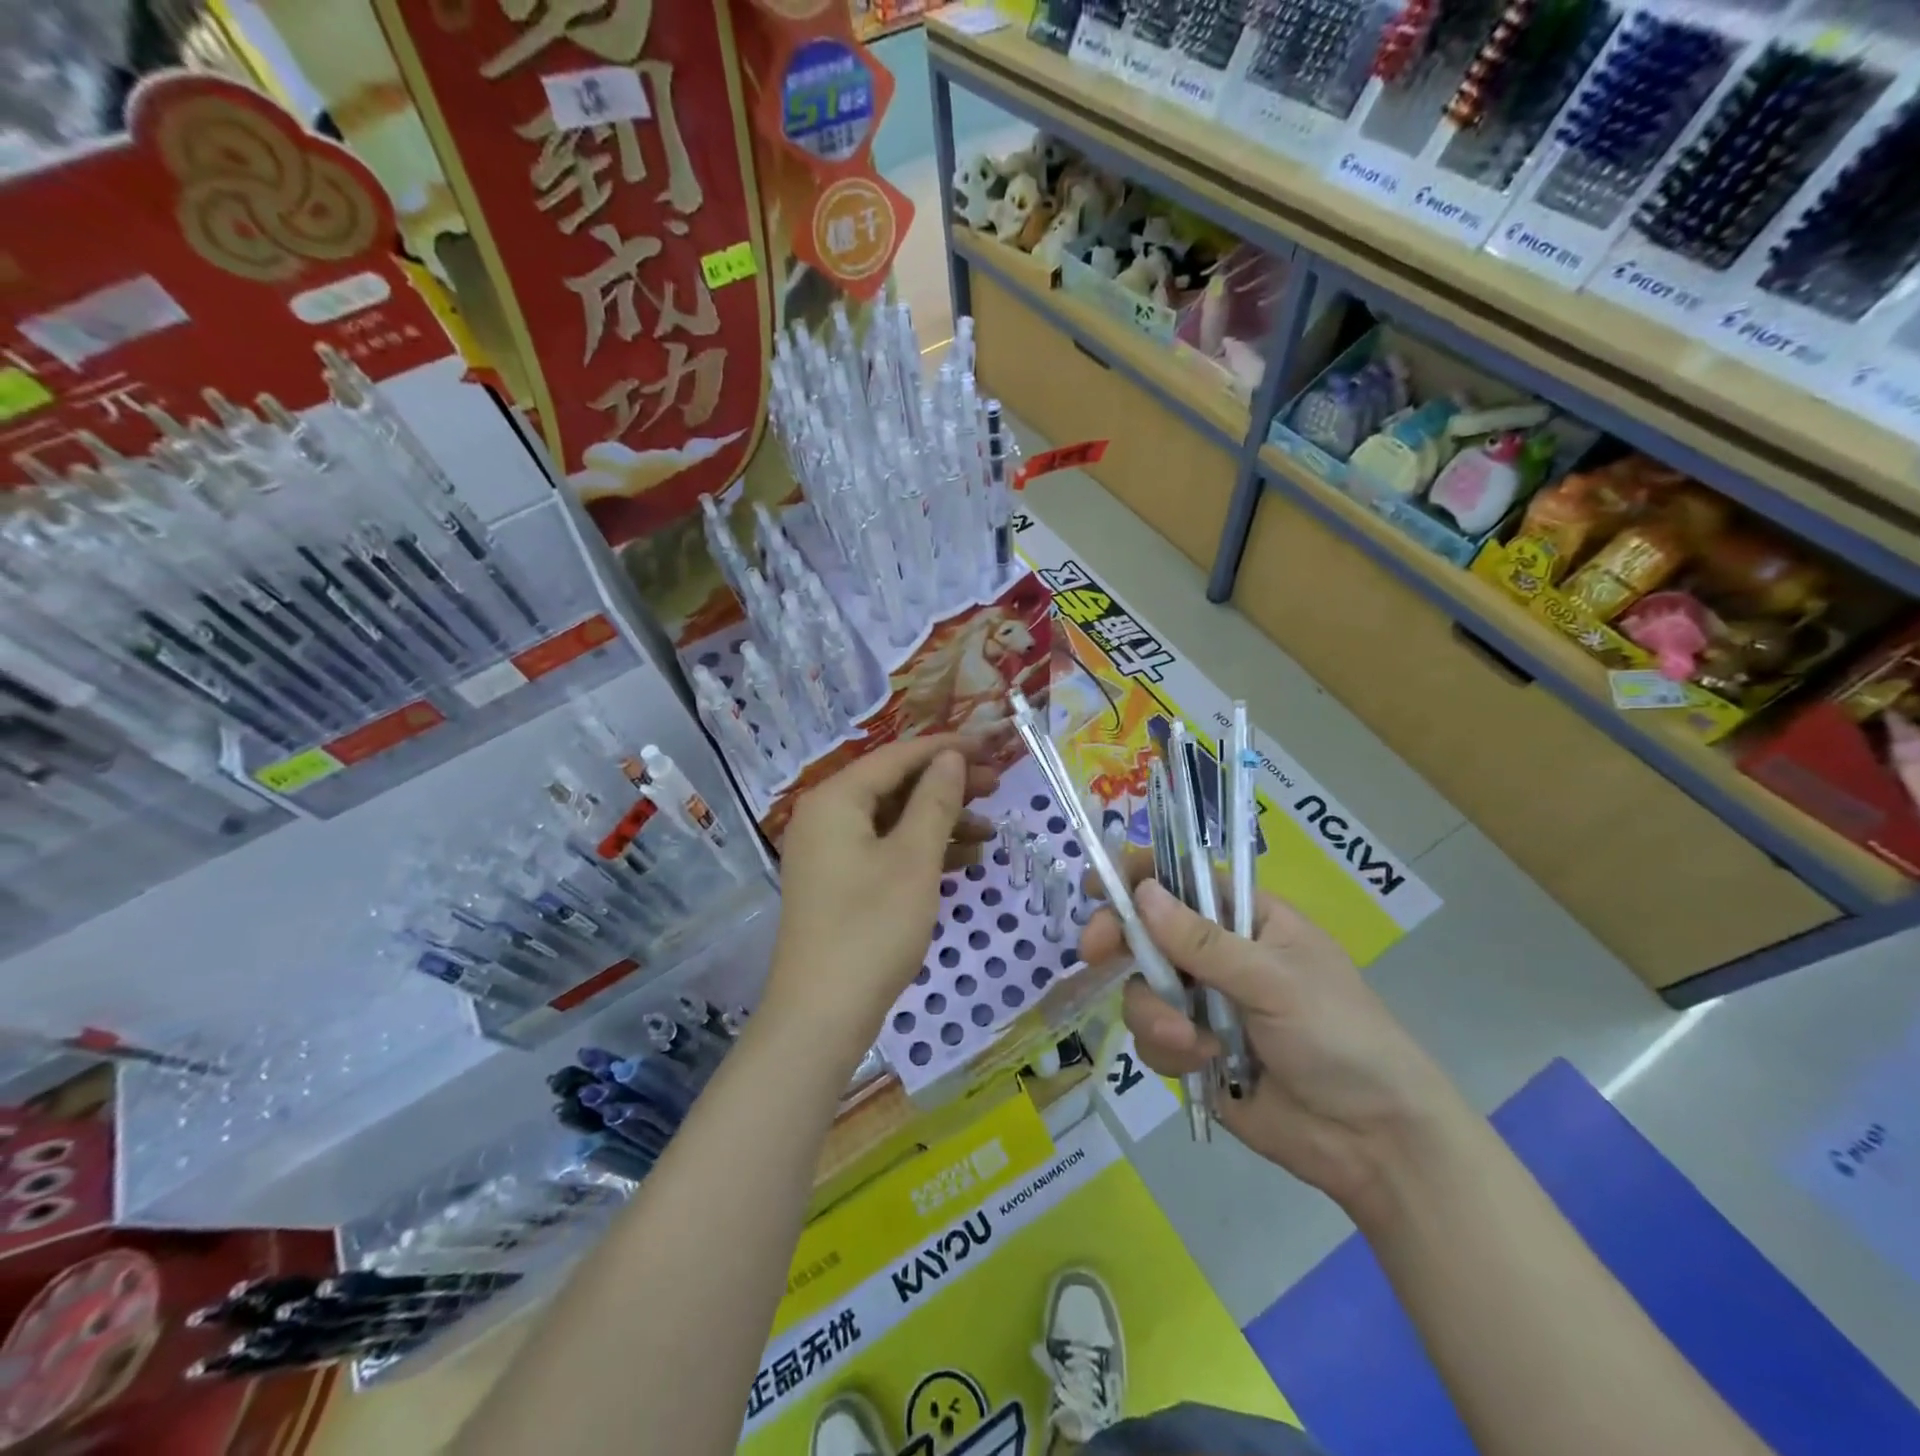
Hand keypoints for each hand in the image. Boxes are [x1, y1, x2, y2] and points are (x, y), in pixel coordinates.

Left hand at [769, 737, 998, 1058]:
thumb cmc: (872, 928)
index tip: (992, 746)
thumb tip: (951, 758)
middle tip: (997, 786)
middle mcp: (826, 817)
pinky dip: (924, 851)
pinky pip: (887, 850)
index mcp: (835, 799)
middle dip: (948, 785)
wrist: (822, 1015)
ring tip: (990, 830)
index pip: (897, 756)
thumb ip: (935, 800)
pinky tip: (966, 860)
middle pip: (895, 785)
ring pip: (894, 820)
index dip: (947, 748)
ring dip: (941, 821)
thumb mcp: (914, 859)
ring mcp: (830, 853)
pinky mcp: (840, 884)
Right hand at [1080, 855, 1458, 1217]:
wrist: (1373, 1139)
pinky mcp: (1193, 1051)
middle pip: (1148, 931)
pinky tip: (1203, 1064)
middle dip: (1120, 940)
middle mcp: (1218, 956)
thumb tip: (1142, 893)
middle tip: (1094, 951)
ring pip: (1142, 987)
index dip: (1139, 877)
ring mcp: (1202, 1004)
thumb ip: (1204, 942)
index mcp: (1247, 920)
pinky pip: (1152, 1036)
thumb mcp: (1275, 980)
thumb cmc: (1340, 1035)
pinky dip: (1167, 1049)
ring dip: (1152, 1010)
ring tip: (1188, 1040)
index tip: (1099, 887)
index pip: (1184, 881)